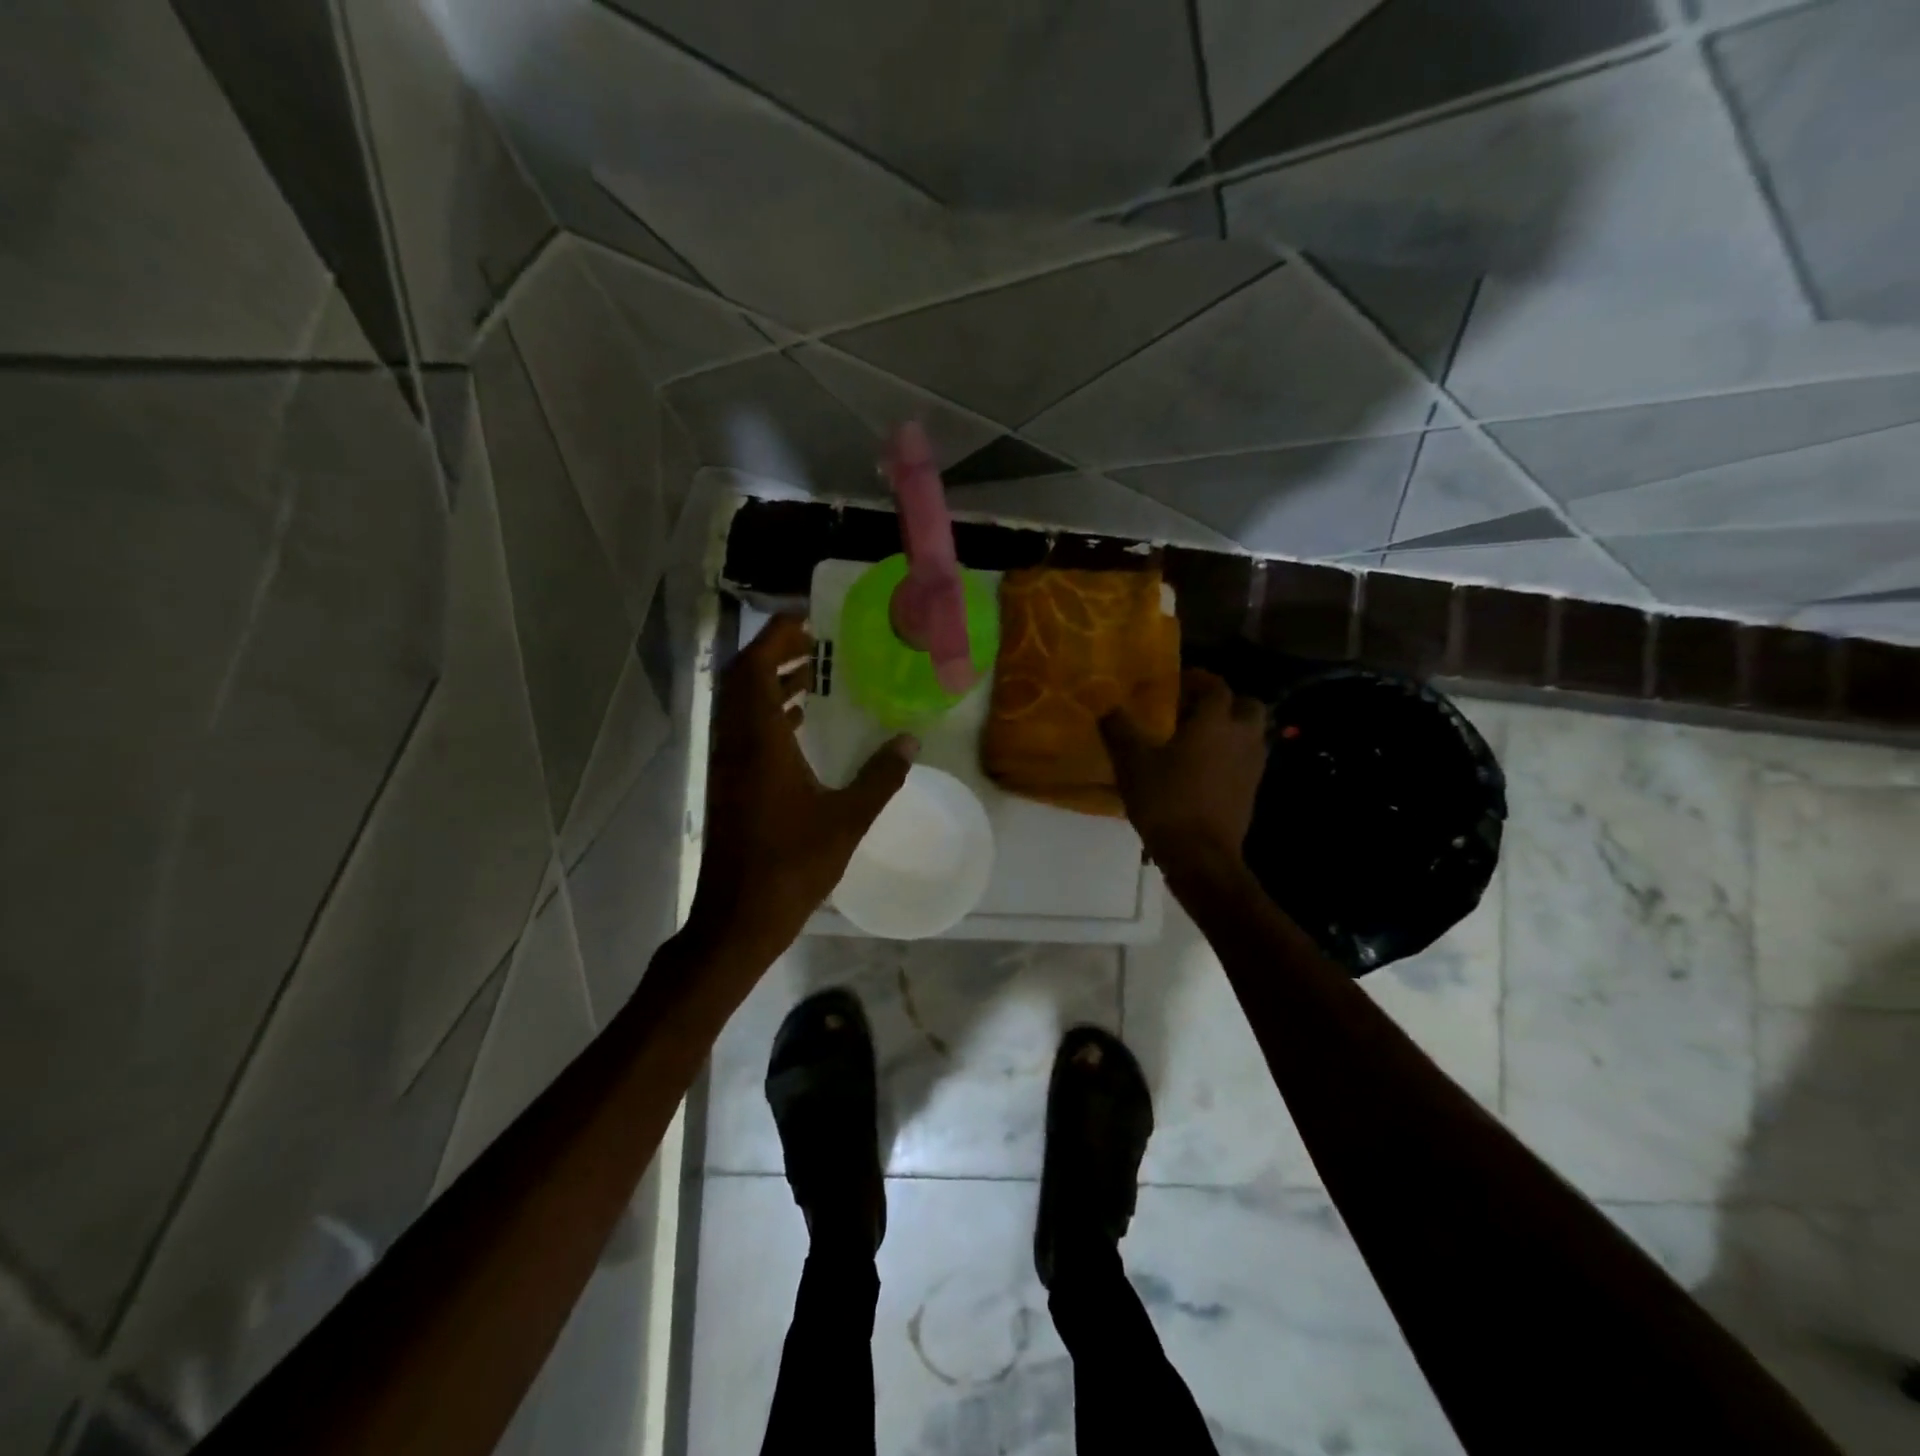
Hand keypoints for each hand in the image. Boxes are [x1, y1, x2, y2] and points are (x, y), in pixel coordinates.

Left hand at [690, 614, 915, 958]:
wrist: (738, 916)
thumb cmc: (792, 864)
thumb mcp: (847, 819)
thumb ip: (881, 777)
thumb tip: (910, 743)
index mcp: (759, 741)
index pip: (754, 668)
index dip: (775, 636)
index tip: (806, 618)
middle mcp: (735, 744)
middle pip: (742, 679)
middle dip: (774, 654)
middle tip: (814, 643)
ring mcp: (727, 766)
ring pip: (740, 706)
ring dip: (769, 683)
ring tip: (811, 675)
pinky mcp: (728, 785)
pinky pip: (743, 731)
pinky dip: (767, 714)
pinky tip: (799, 724)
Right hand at [1101, 669, 1267, 879]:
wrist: (1200, 855)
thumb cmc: (1166, 801)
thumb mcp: (1132, 763)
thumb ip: (1120, 729)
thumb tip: (1107, 705)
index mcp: (1215, 722)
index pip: (1215, 686)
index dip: (1198, 679)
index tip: (1177, 682)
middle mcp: (1241, 737)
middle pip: (1247, 705)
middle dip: (1225, 702)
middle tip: (1194, 710)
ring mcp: (1252, 766)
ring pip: (1250, 733)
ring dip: (1230, 729)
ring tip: (1197, 739)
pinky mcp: (1251, 791)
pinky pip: (1245, 760)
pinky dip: (1230, 755)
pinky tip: (1202, 769)